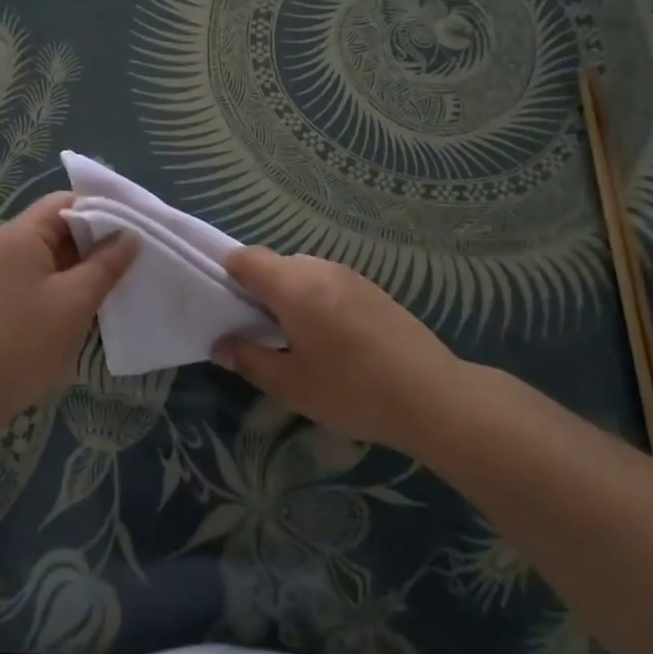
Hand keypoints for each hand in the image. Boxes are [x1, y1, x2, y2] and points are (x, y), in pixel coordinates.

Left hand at [0, 192, 136, 423]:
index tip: (133, 232)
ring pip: (45, 254)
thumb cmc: (24, 343)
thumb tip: (130, 235)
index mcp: (19, 234)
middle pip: (55, 226)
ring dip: (77, 265)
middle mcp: (1, 243)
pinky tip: (79, 304)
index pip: (65, 202)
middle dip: (92, 241)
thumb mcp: (76, 302)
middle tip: (129, 261)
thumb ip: (106, 264)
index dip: (102, 211)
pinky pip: (32, 275)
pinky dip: (58, 282)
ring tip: (110, 284)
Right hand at [213, 247, 464, 455]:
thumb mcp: (290, 384)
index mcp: (293, 285)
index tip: (222, 304)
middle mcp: (320, 268)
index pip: (246, 257)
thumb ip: (249, 359)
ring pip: (303, 272)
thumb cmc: (351, 390)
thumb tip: (220, 345)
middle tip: (255, 331)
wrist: (432, 396)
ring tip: (292, 338)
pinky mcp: (372, 290)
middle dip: (258, 289)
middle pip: (275, 263)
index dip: (226, 273)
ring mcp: (350, 276)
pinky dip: (314, 300)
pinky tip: (328, 340)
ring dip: (288, 295)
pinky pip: (328, 283)